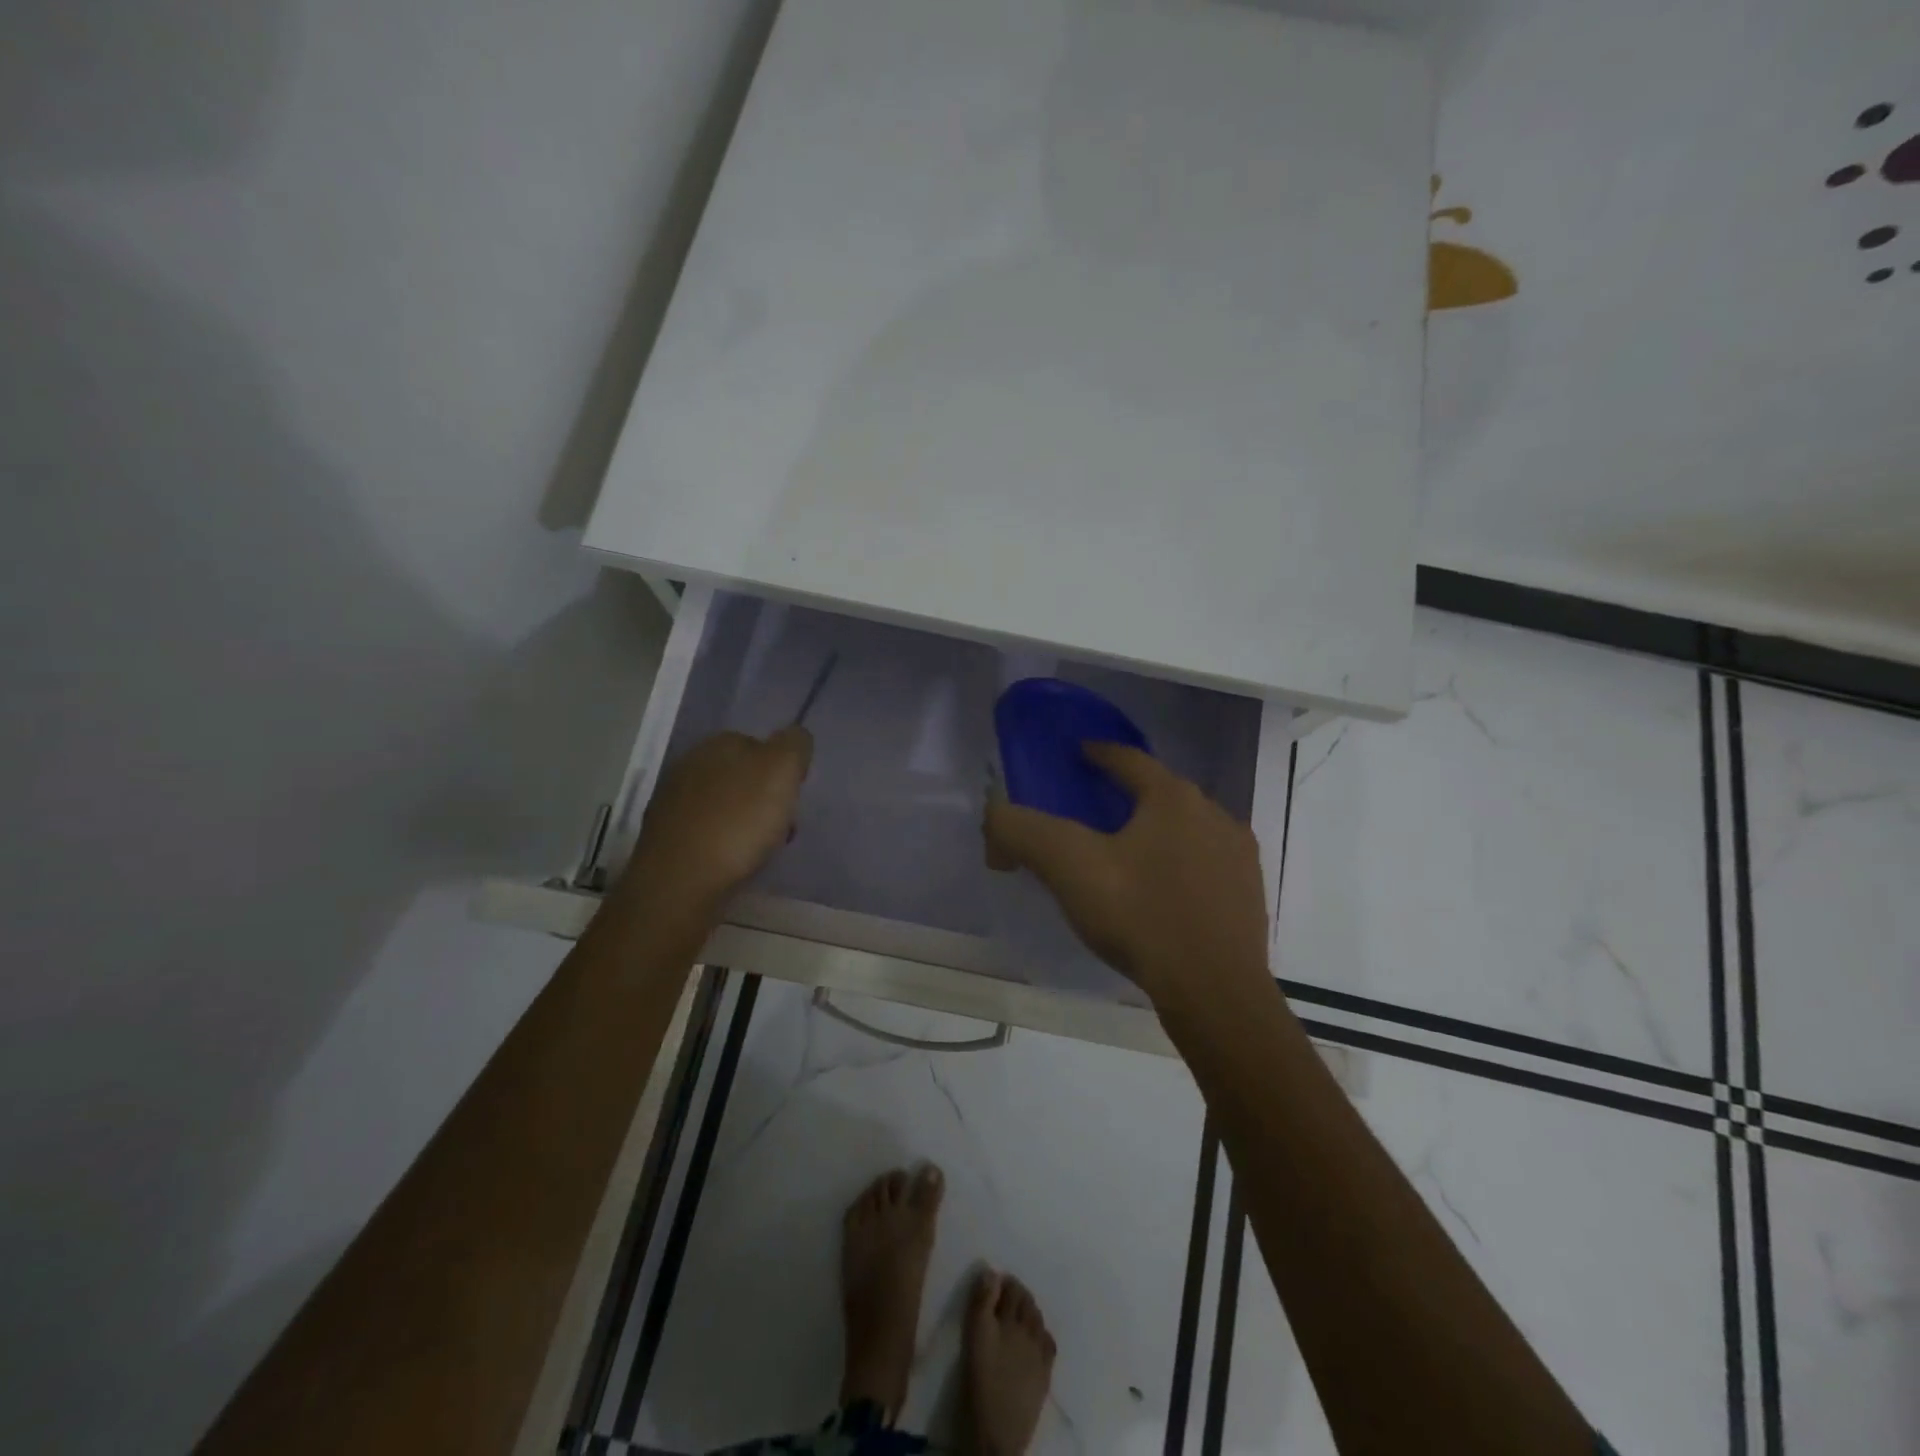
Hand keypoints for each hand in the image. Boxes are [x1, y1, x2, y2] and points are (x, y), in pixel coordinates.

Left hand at [617, 727, 813, 916]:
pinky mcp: (664, 837)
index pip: (760, 745)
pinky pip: (705, 831)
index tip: (792, 799)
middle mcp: (690, 764)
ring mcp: (672, 801)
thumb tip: (795, 736)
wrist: (680, 882)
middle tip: (780, 827)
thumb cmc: (738, 822)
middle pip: (741, 776)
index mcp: (718, 743)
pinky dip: (721, 842)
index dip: (781, 771)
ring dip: (743, 821)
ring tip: (757, 850)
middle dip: (762, 798)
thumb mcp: (782, 771)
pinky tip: (729, 861)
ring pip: (723, 805)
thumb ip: (794, 745)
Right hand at [984, 744, 1270, 1011]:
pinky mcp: (1249, 894)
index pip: (1130, 759)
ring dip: (1156, 832)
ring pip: (1186, 829)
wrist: (1216, 993)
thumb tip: (994, 814)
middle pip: (1161, 792)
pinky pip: (1206, 864)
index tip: (1080, 754)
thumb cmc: (1141, 917)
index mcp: (1173, 798)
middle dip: (1128, 795)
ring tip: (1127, 855)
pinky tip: (1162, 894)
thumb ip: (1022, 831)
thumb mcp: (1069, 868)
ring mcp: (1239, 856)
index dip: (1099, 753)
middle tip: (1094, 812)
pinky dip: (1180, 865)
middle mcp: (1214, 815)